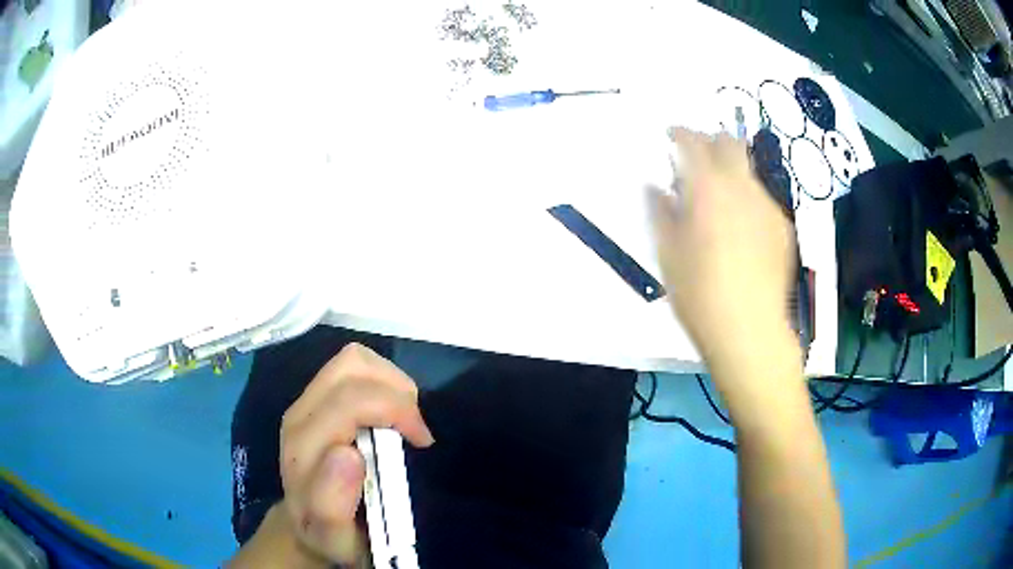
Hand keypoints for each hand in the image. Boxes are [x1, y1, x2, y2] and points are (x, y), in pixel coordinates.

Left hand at [278, 343, 433, 564]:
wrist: (306, 525)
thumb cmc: (329, 534)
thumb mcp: (333, 535)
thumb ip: (332, 502)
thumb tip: (348, 454)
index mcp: (303, 446)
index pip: (349, 401)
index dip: (395, 410)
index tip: (423, 442)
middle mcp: (300, 414)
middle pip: (351, 367)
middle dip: (397, 391)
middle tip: (416, 430)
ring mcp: (306, 402)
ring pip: (353, 360)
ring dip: (390, 381)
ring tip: (404, 417)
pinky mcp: (315, 398)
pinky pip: (353, 368)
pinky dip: (381, 381)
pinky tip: (389, 412)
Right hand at [648, 128, 795, 365]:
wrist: (750, 329)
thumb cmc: (700, 293)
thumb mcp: (667, 253)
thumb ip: (660, 210)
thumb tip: (655, 185)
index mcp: (708, 187)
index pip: (693, 141)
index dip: (679, 133)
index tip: (669, 137)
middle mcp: (741, 186)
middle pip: (729, 142)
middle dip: (710, 142)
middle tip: (695, 160)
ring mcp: (767, 205)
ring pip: (748, 169)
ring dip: (730, 171)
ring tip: (719, 199)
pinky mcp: (782, 226)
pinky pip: (762, 197)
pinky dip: (747, 198)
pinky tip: (741, 227)